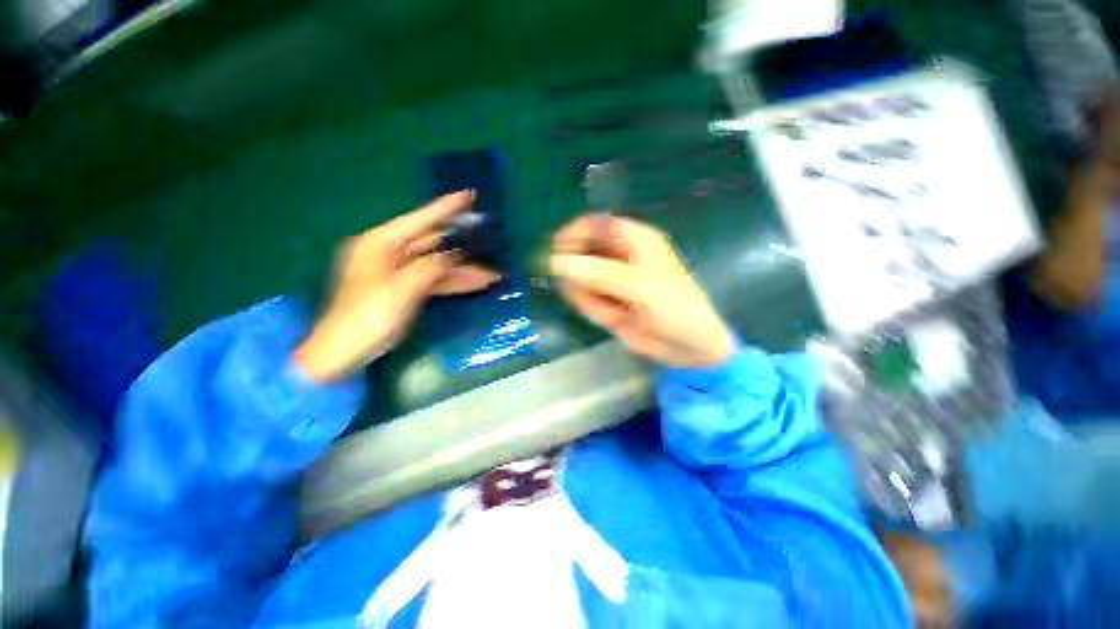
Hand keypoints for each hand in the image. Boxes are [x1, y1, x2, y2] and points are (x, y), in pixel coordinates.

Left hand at [295, 191, 500, 381]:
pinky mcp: (403, 289)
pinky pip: (433, 280)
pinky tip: (475, 284)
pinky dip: (452, 282)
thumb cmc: (367, 317)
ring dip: (463, 270)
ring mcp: (396, 272)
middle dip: (462, 245)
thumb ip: (431, 268)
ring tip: (492, 273)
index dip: (446, 208)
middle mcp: (388, 253)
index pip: (420, 220)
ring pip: (436, 264)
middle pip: (432, 243)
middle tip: (488, 239)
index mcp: (380, 244)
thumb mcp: (402, 289)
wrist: (342, 353)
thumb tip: (454, 256)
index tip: (469, 195)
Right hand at [549, 215, 734, 367]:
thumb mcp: (639, 287)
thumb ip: (598, 273)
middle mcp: (619, 255)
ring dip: (589, 298)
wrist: (687, 346)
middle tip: (588, 295)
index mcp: (633, 239)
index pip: (593, 225)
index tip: (554, 255)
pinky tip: (614, 319)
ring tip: (613, 312)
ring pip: (578, 280)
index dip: (571, 235)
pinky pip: (585, 299)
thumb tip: (556, 262)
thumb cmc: (674, 307)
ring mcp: (610, 279)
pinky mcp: (606, 300)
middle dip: (579, 277)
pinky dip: (593, 310)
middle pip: (579, 254)